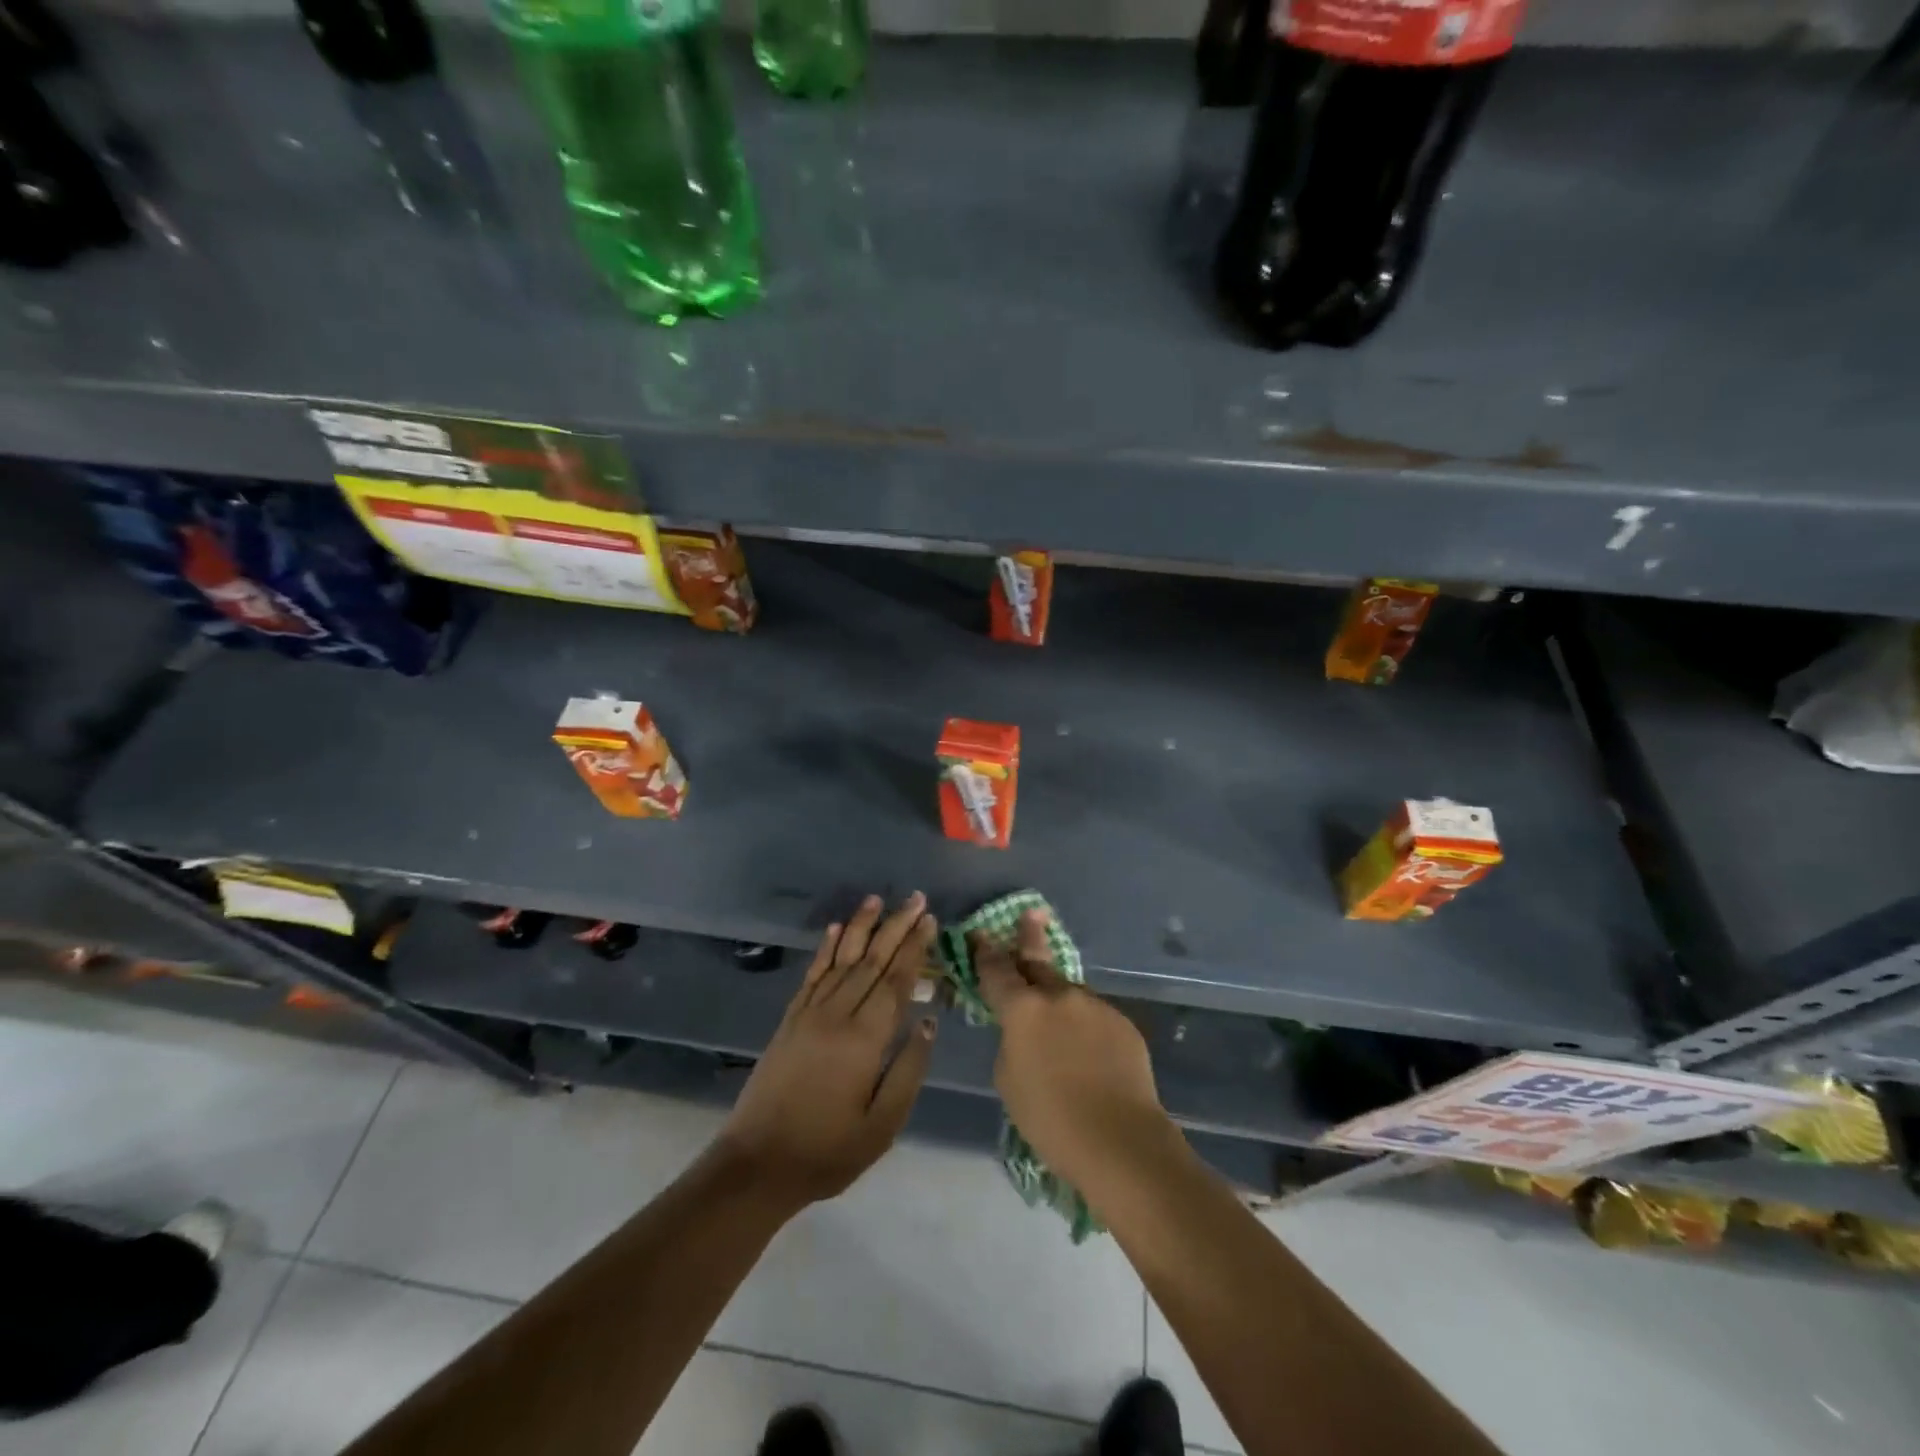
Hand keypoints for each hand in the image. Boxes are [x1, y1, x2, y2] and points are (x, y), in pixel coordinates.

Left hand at [719, 894, 938, 1209]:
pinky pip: (812, 974)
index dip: (914, 948)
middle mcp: (837, 1015)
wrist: (757, 1164)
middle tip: (916, 898)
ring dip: (862, 927)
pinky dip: (826, 948)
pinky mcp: (790, 1020)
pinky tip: (836, 929)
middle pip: (872, 961)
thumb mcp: (882, 1125)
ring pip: (842, 959)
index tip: (930, 920)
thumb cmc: (828, 1151)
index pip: (896, 981)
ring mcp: (809, 1014)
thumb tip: (929, 1021)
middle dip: (896, 927)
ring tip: (878, 899)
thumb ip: (909, 1070)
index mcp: (864, 1039)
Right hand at [974, 909, 1170, 1193]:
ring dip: (1059, 1000)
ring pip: (1068, 995)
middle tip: (1031, 915)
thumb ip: (1012, 1041)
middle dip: (1030, 937)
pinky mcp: (1122, 1022)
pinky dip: (1085, 1027)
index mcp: (1023, 1009)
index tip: (980, 935)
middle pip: (1038, 961)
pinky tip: (1089, 1054)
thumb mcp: (1009, 1079)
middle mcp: (1059, 996)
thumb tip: (1025, 1030)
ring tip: (1060, 1028)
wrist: (1120, 1140)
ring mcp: (1094, 1005)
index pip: (997, 971)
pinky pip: (1094, 1017)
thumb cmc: (1051, 1119)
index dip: (985, 953)